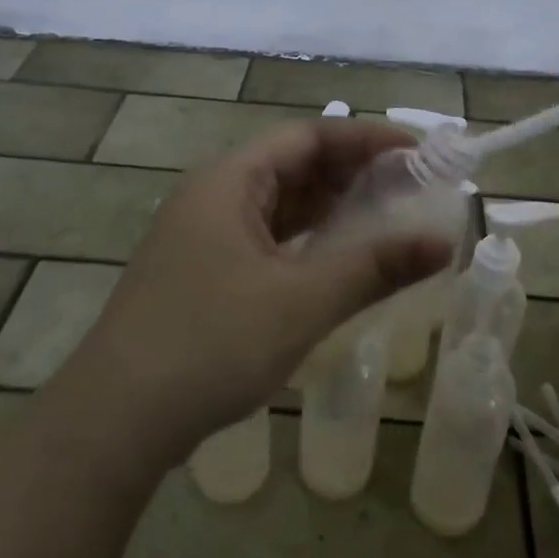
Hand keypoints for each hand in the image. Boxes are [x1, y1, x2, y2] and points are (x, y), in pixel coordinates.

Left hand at [69, 119, 453, 460]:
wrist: (115, 421)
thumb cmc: (210, 345)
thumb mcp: (301, 303)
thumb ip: (374, 267)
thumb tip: (443, 241)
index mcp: (230, 181)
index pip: (309, 136)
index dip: (367, 139)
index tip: (419, 153)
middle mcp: (214, 196)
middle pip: (293, 165)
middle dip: (353, 172)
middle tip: (411, 189)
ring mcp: (204, 236)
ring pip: (279, 204)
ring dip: (331, 207)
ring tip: (387, 218)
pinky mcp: (204, 272)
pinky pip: (266, 238)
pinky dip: (306, 240)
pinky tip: (337, 259)